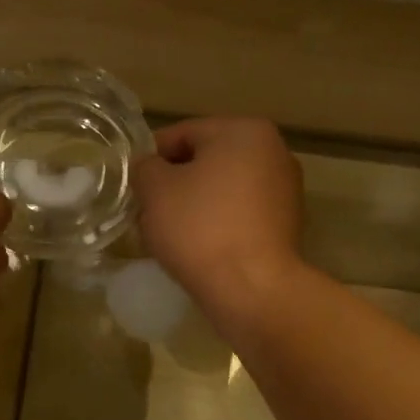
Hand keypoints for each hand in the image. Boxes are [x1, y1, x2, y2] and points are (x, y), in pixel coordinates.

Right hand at [131, 118, 304, 317]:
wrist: (251, 289)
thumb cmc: (200, 228)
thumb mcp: (156, 190)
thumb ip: (146, 168)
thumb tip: (150, 168)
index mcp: (245, 131)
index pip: (184, 134)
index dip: (151, 158)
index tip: (133, 185)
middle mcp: (274, 153)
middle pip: (208, 162)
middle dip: (176, 184)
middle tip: (147, 211)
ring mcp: (285, 191)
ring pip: (224, 191)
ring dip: (196, 206)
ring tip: (170, 235)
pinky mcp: (286, 227)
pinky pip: (241, 216)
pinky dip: (219, 226)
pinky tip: (199, 249)